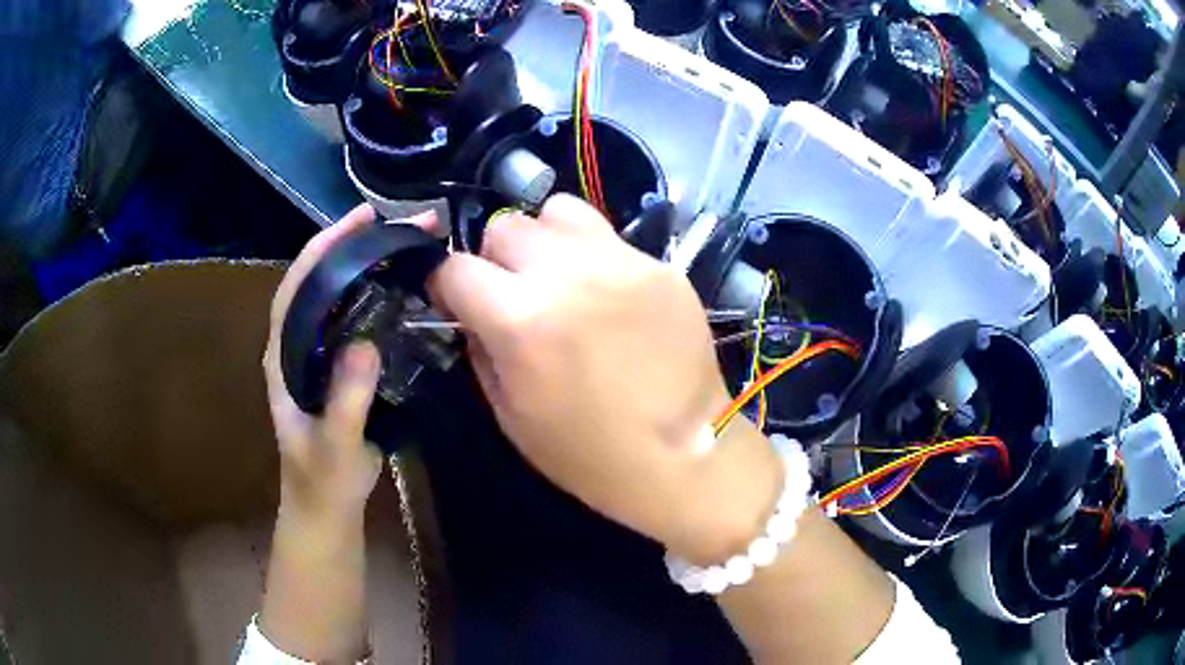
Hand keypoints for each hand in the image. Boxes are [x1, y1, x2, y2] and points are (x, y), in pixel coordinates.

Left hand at [263, 204, 438, 523]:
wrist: (325, 508)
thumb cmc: (324, 481)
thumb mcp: (335, 446)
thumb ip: (346, 401)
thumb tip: (366, 343)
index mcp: (283, 359)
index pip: (295, 289)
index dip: (321, 249)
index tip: (357, 220)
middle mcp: (295, 348)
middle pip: (314, 282)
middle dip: (346, 246)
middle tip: (390, 221)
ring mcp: (315, 357)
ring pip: (333, 298)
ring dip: (360, 266)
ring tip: (398, 244)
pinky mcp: (336, 368)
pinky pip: (351, 321)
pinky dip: (372, 296)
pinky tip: (398, 289)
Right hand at [428, 195, 781, 560]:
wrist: (684, 458)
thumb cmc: (589, 455)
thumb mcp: (510, 415)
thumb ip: (481, 350)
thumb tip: (474, 314)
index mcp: (520, 318)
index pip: (455, 267)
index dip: (444, 286)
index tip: (454, 302)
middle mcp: (568, 273)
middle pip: (505, 225)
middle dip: (494, 258)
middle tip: (512, 292)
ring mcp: (621, 261)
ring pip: (559, 211)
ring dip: (545, 241)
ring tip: (559, 278)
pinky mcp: (661, 265)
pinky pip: (610, 238)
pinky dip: (594, 258)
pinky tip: (610, 297)